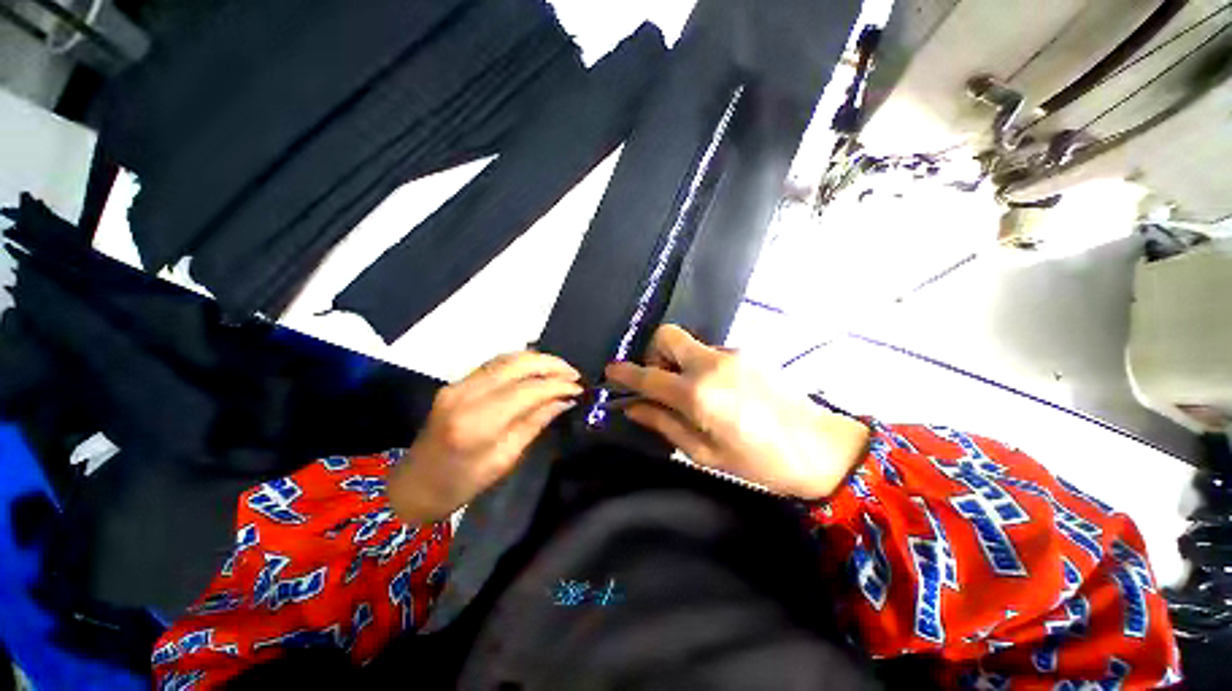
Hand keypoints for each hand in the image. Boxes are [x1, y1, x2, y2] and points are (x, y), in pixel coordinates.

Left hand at [389, 351, 581, 522]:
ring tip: (561, 369)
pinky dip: (521, 361)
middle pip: (517, 364)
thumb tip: (564, 400)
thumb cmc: (462, 483)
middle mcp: (466, 394)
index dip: (557, 385)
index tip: (579, 388)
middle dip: (551, 364)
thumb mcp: (505, 459)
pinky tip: (536, 368)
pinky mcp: (456, 382)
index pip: (528, 390)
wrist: (413, 485)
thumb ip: (535, 423)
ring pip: (506, 358)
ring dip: (538, 359)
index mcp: (478, 422)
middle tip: (574, 374)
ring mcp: (458, 384)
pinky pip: (495, 363)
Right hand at [605, 325, 869, 500]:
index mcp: (698, 394)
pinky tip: (720, 391)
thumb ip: (664, 424)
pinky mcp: (747, 352)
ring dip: (681, 363)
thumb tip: (634, 408)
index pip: (648, 376)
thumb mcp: (703, 453)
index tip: (612, 371)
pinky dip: (703, 366)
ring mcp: (732, 354)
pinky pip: (712, 352)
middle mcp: (711, 364)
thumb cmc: (758, 462)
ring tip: (696, 393)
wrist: (820, 447)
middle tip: (660, 380)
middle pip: (667, 335)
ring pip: (690, 345)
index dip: (625, 373)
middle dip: (654, 353)